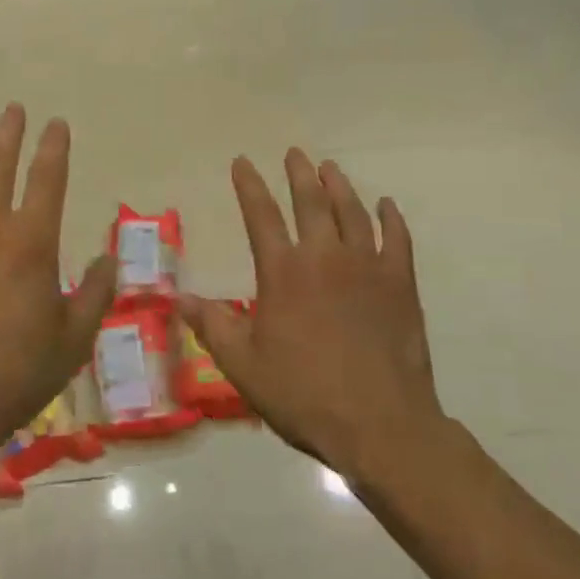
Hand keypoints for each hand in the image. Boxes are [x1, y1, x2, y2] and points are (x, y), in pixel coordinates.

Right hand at [179, 150, 441, 486]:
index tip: (242, 162)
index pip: (261, 216)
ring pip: (353, 212)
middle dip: (299, 174)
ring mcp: (368, 267)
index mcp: (283, 273)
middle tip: (294, 153)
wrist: (380, 424)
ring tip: (330, 168)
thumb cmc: (303, 394)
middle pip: (311, 202)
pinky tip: (387, 206)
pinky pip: (397, 240)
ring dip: (340, 186)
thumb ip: (213, 325)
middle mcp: (325, 258)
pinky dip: (391, 219)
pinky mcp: (400, 285)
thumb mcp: (243, 365)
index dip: (249, 186)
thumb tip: (179, 298)